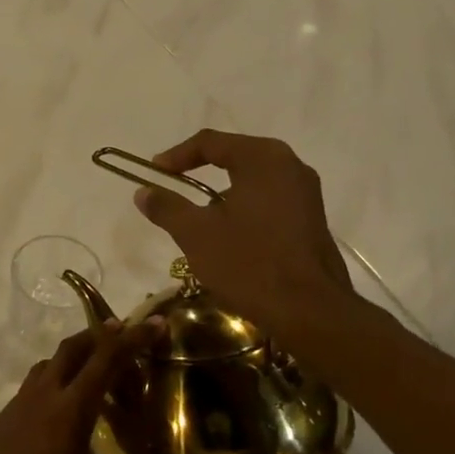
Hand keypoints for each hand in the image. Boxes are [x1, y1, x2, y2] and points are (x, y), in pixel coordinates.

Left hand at [0, 324, 187, 453]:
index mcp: (70, 410)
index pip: (106, 361)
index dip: (132, 339)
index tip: (153, 322)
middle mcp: (43, 396)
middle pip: (72, 349)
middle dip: (100, 335)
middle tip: (124, 333)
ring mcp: (17, 405)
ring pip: (48, 364)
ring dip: (73, 356)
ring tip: (94, 369)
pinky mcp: (1, 419)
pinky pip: (32, 386)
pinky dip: (52, 381)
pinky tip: (60, 409)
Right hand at [132, 129, 354, 335]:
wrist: (309, 311)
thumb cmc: (248, 263)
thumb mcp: (196, 234)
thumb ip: (166, 207)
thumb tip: (143, 192)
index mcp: (262, 159)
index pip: (210, 142)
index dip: (176, 155)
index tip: (154, 173)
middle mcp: (290, 165)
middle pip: (234, 156)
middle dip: (199, 171)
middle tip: (173, 187)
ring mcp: (306, 192)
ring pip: (252, 179)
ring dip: (221, 192)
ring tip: (197, 216)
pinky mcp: (311, 218)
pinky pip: (268, 199)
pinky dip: (243, 207)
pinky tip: (228, 234)